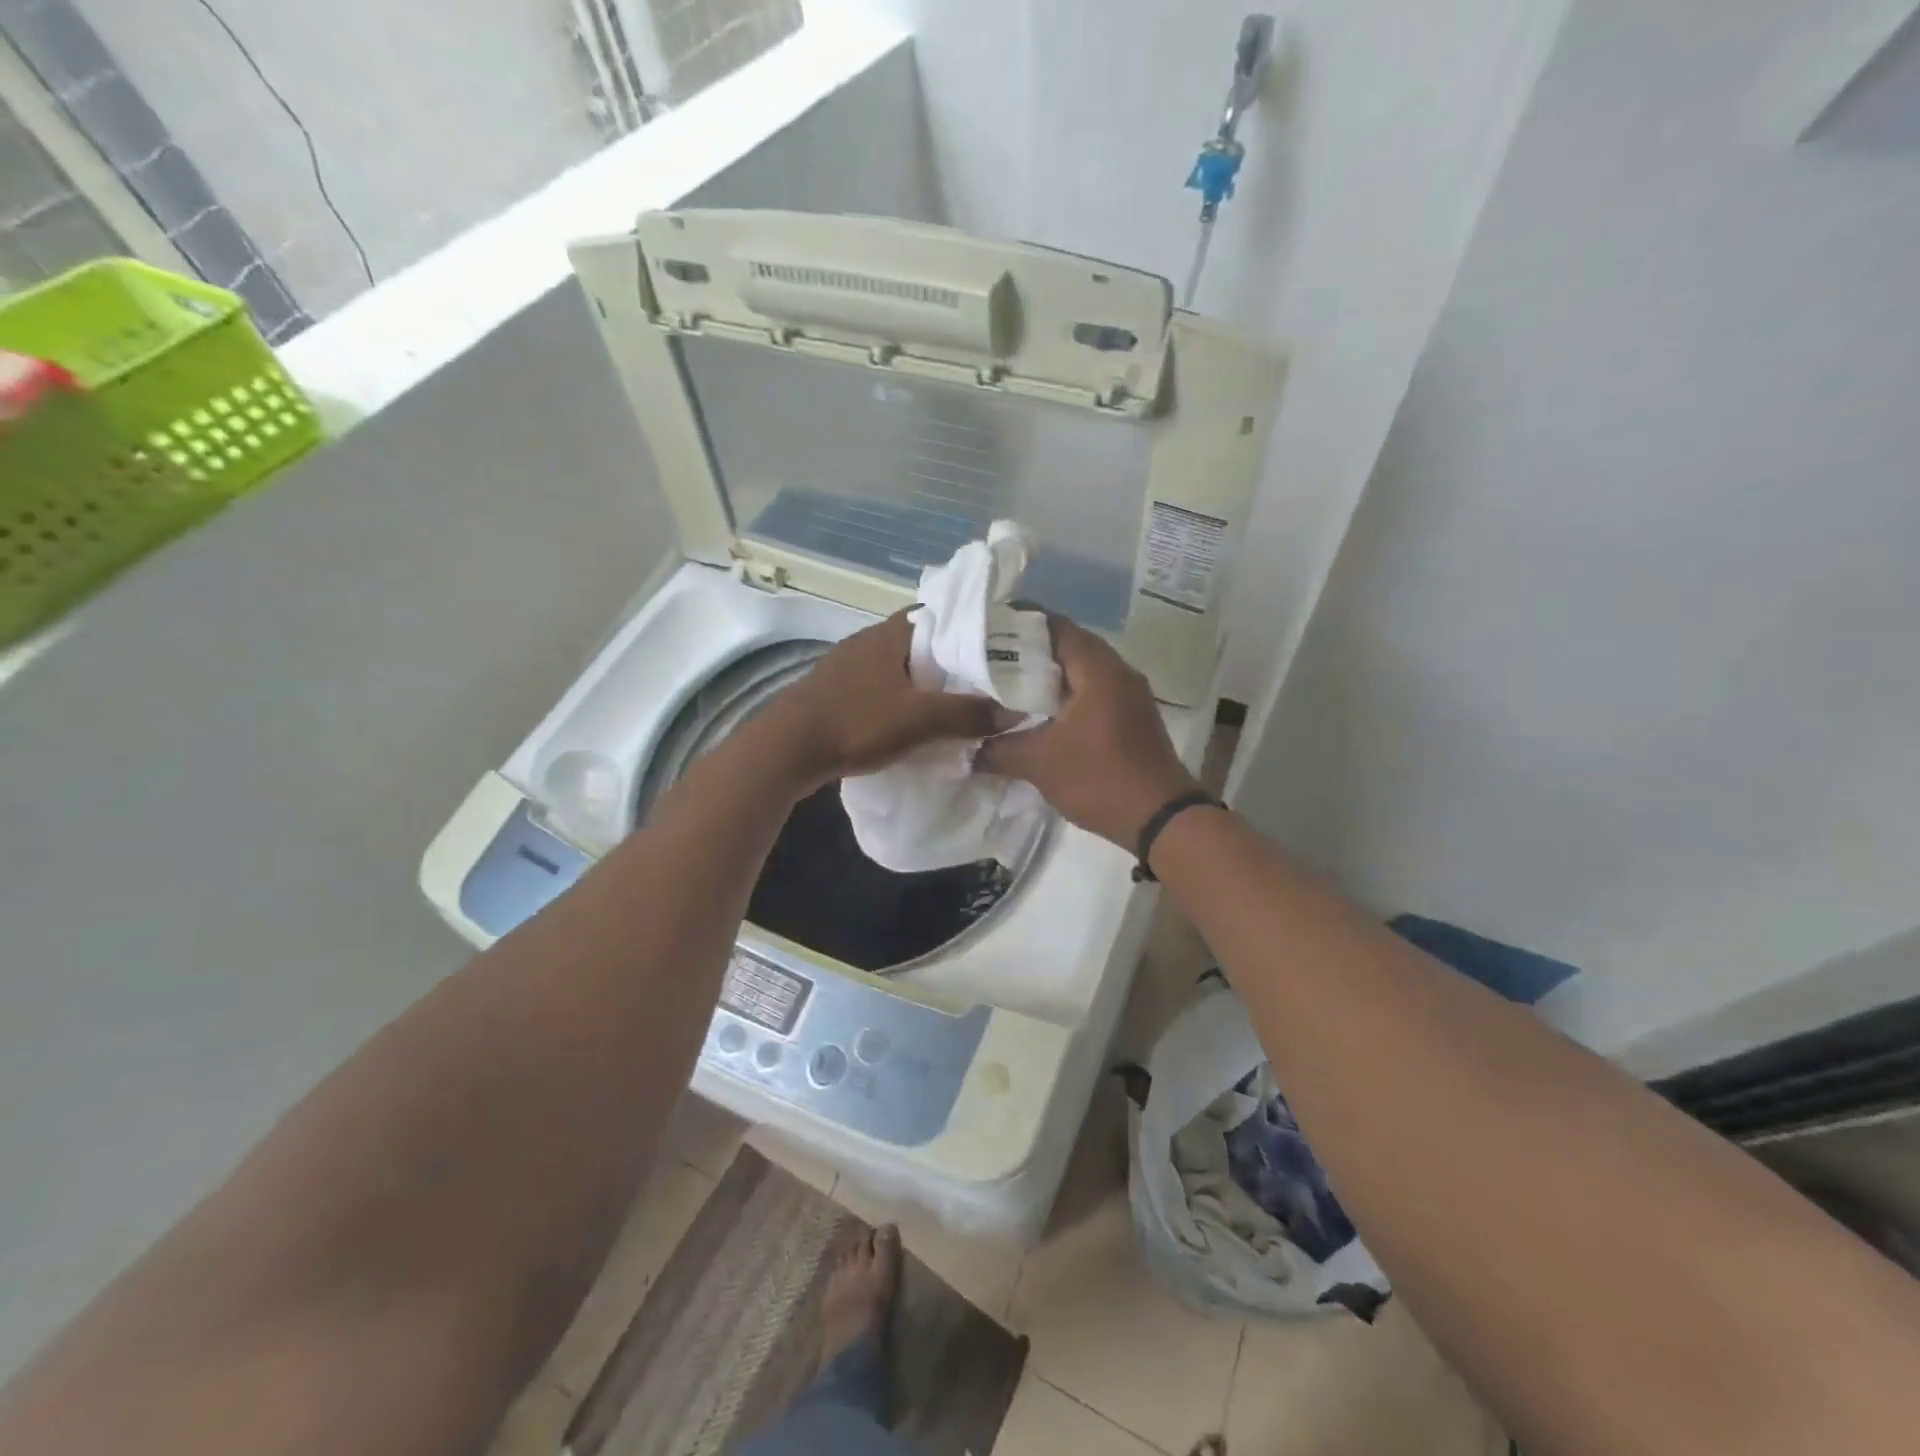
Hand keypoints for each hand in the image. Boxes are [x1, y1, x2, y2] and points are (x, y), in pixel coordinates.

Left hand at [765, 612, 1011, 787]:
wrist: (787, 748)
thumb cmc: (857, 721)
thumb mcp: (920, 719)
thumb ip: (968, 713)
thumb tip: (1015, 712)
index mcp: (889, 634)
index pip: (937, 616)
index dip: (966, 630)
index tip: (992, 650)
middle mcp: (867, 641)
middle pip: (918, 643)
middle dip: (947, 661)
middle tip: (978, 683)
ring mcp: (846, 666)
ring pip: (896, 667)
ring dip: (921, 683)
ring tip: (950, 704)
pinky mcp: (834, 691)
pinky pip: (878, 688)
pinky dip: (898, 699)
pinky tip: (908, 721)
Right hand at [979, 616, 1200, 848]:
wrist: (1160, 819)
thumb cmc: (1099, 778)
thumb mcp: (1039, 763)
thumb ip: (999, 749)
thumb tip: (969, 749)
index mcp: (1098, 669)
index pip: (1055, 626)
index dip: (1019, 624)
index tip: (987, 631)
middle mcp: (1118, 672)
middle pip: (1070, 646)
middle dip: (1031, 651)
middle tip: (992, 660)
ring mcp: (1131, 695)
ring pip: (1084, 671)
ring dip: (1050, 676)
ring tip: (1011, 686)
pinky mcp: (1134, 718)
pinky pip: (1095, 692)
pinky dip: (1068, 695)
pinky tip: (1042, 714)